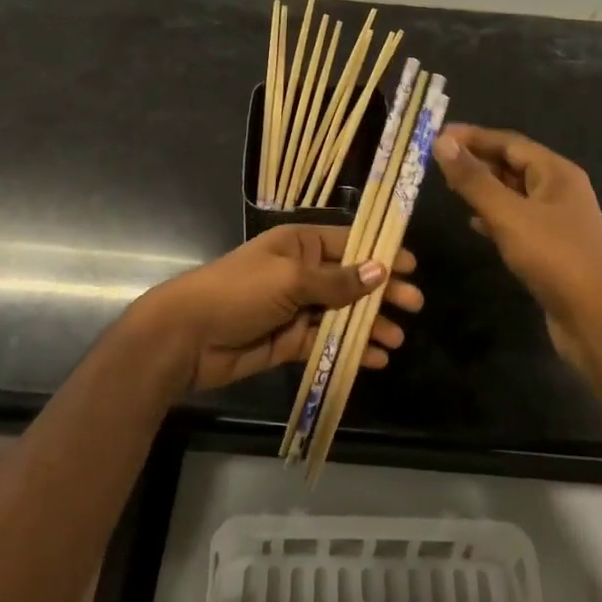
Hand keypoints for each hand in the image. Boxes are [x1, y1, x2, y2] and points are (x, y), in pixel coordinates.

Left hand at [138, 225, 421, 391]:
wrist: (187, 336)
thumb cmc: (239, 292)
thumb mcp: (291, 279)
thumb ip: (337, 280)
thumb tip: (382, 269)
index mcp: (299, 245)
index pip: (348, 243)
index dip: (380, 252)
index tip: (412, 265)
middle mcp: (301, 273)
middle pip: (351, 280)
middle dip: (382, 292)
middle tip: (415, 306)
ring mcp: (295, 308)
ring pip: (342, 314)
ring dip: (370, 324)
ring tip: (397, 339)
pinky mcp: (289, 341)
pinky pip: (327, 342)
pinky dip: (350, 349)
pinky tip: (374, 359)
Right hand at [431, 124, 601, 375]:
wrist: (596, 319)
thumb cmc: (554, 258)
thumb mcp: (508, 214)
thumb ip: (474, 179)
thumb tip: (443, 141)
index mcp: (556, 172)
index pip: (509, 142)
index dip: (473, 137)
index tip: (437, 136)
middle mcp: (559, 190)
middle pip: (513, 164)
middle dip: (477, 160)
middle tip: (437, 162)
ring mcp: (557, 220)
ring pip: (513, 193)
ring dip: (483, 188)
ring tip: (449, 187)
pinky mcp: (550, 247)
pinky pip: (516, 220)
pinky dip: (493, 217)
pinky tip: (473, 223)